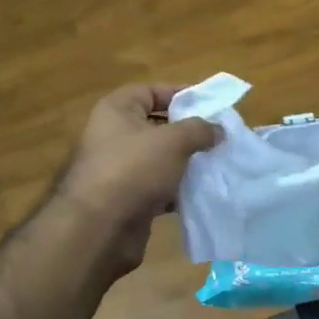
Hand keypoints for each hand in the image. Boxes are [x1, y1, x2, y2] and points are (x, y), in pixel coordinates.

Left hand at [57, 83, 217, 275]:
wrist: (100, 228)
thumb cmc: (134, 169)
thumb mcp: (173, 141)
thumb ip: (199, 129)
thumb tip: (218, 129)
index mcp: (116, 111)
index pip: (150, 91)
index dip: (179, 93)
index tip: (210, 105)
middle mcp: (113, 136)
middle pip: (156, 126)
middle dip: (188, 132)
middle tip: (218, 137)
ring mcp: (118, 170)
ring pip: (159, 159)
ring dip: (185, 163)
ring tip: (215, 164)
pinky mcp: (126, 199)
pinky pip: (157, 187)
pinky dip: (177, 189)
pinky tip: (200, 193)